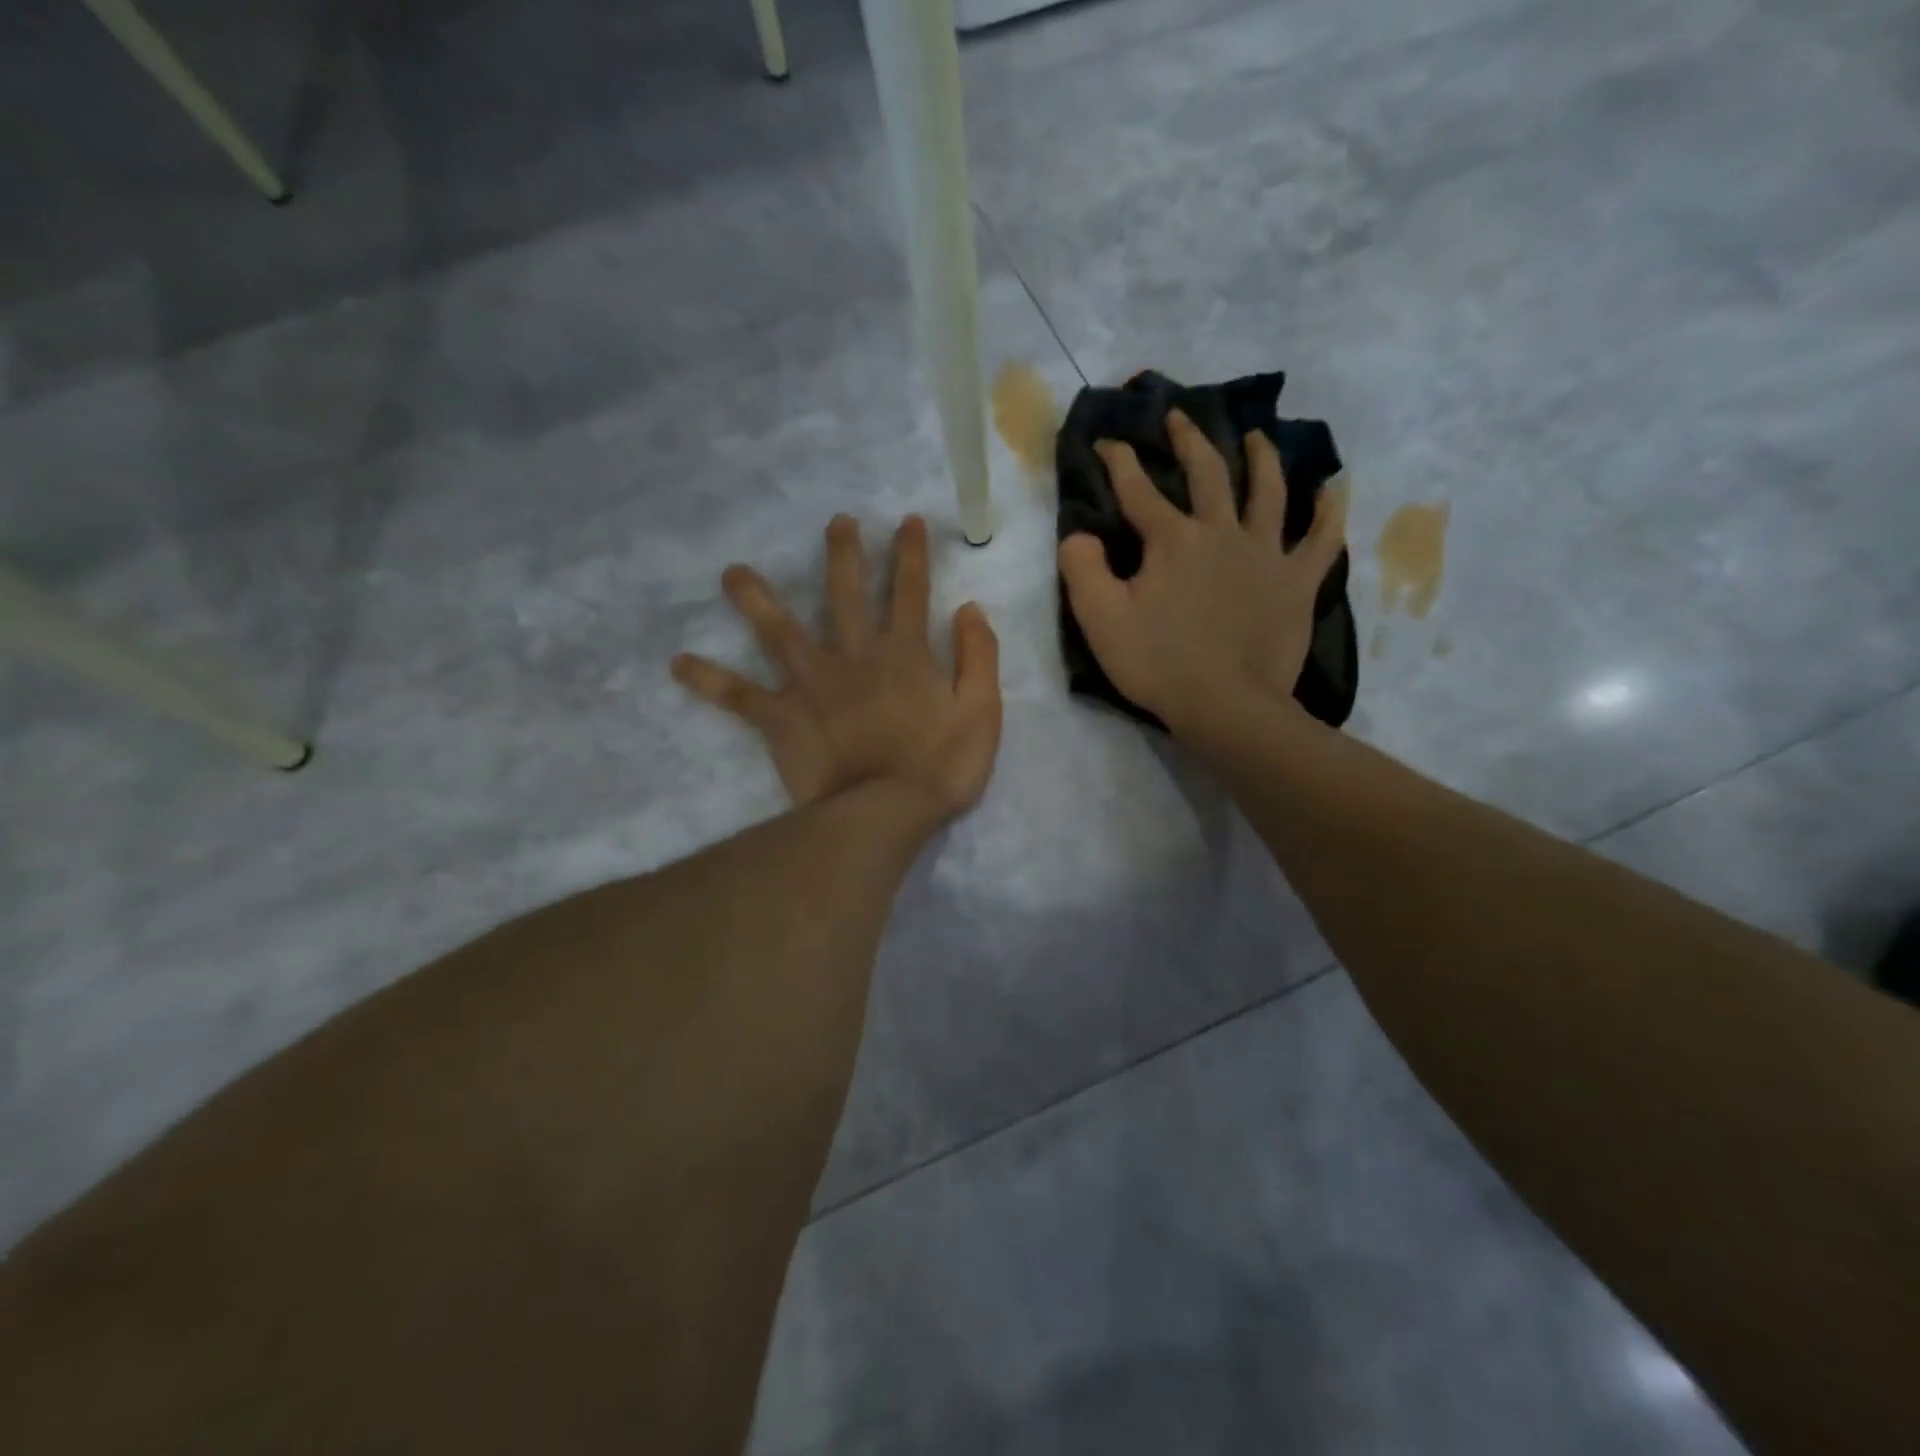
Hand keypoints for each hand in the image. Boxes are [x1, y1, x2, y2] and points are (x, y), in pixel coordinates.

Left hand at [673, 514, 1002, 831]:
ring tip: (732, 572)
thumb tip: (968, 608)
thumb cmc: (941, 766)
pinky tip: (678, 663)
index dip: (911, 554)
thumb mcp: (982, 711)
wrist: (887, 812)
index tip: (906, 521)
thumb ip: (979, 656)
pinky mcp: (782, 716)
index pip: (910, 591)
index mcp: (904, 653)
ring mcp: (813, 683)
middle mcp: (854, 655)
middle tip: (835, 521)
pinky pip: (739, 696)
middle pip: (845, 594)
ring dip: (756, 599)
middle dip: (843, 555)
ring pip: (779, 632)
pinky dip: (709, 680)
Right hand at [1058, 409, 1346, 737]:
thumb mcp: (1100, 620)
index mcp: (1173, 540)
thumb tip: (1078, 535)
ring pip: (1269, 492)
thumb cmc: (1158, 663)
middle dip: (1188, 441)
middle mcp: (1222, 533)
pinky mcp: (1297, 582)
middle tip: (1179, 417)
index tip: (1106, 442)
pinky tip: (1334, 490)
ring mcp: (1266, 554)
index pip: (1138, 490)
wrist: (1226, 705)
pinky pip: (1321, 540)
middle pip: (1208, 473)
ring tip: (1257, 437)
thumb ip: (1082, 570)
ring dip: (1262, 459)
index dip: (1119, 462)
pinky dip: (1329, 512)